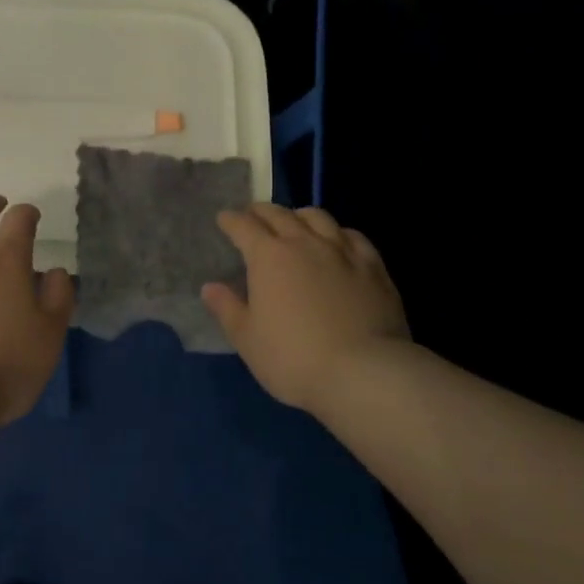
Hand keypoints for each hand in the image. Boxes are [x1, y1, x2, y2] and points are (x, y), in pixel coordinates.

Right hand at [202, 203, 409, 411]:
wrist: (364, 372)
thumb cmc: (294, 358)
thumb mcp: (248, 340)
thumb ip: (227, 309)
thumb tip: (210, 287)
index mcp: (268, 256)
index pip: (243, 226)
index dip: (230, 220)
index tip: (224, 219)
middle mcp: (304, 242)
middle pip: (279, 214)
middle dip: (261, 211)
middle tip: (253, 216)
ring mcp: (341, 251)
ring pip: (317, 217)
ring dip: (299, 215)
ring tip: (294, 222)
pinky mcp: (373, 266)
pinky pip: (352, 236)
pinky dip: (337, 232)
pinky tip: (338, 241)